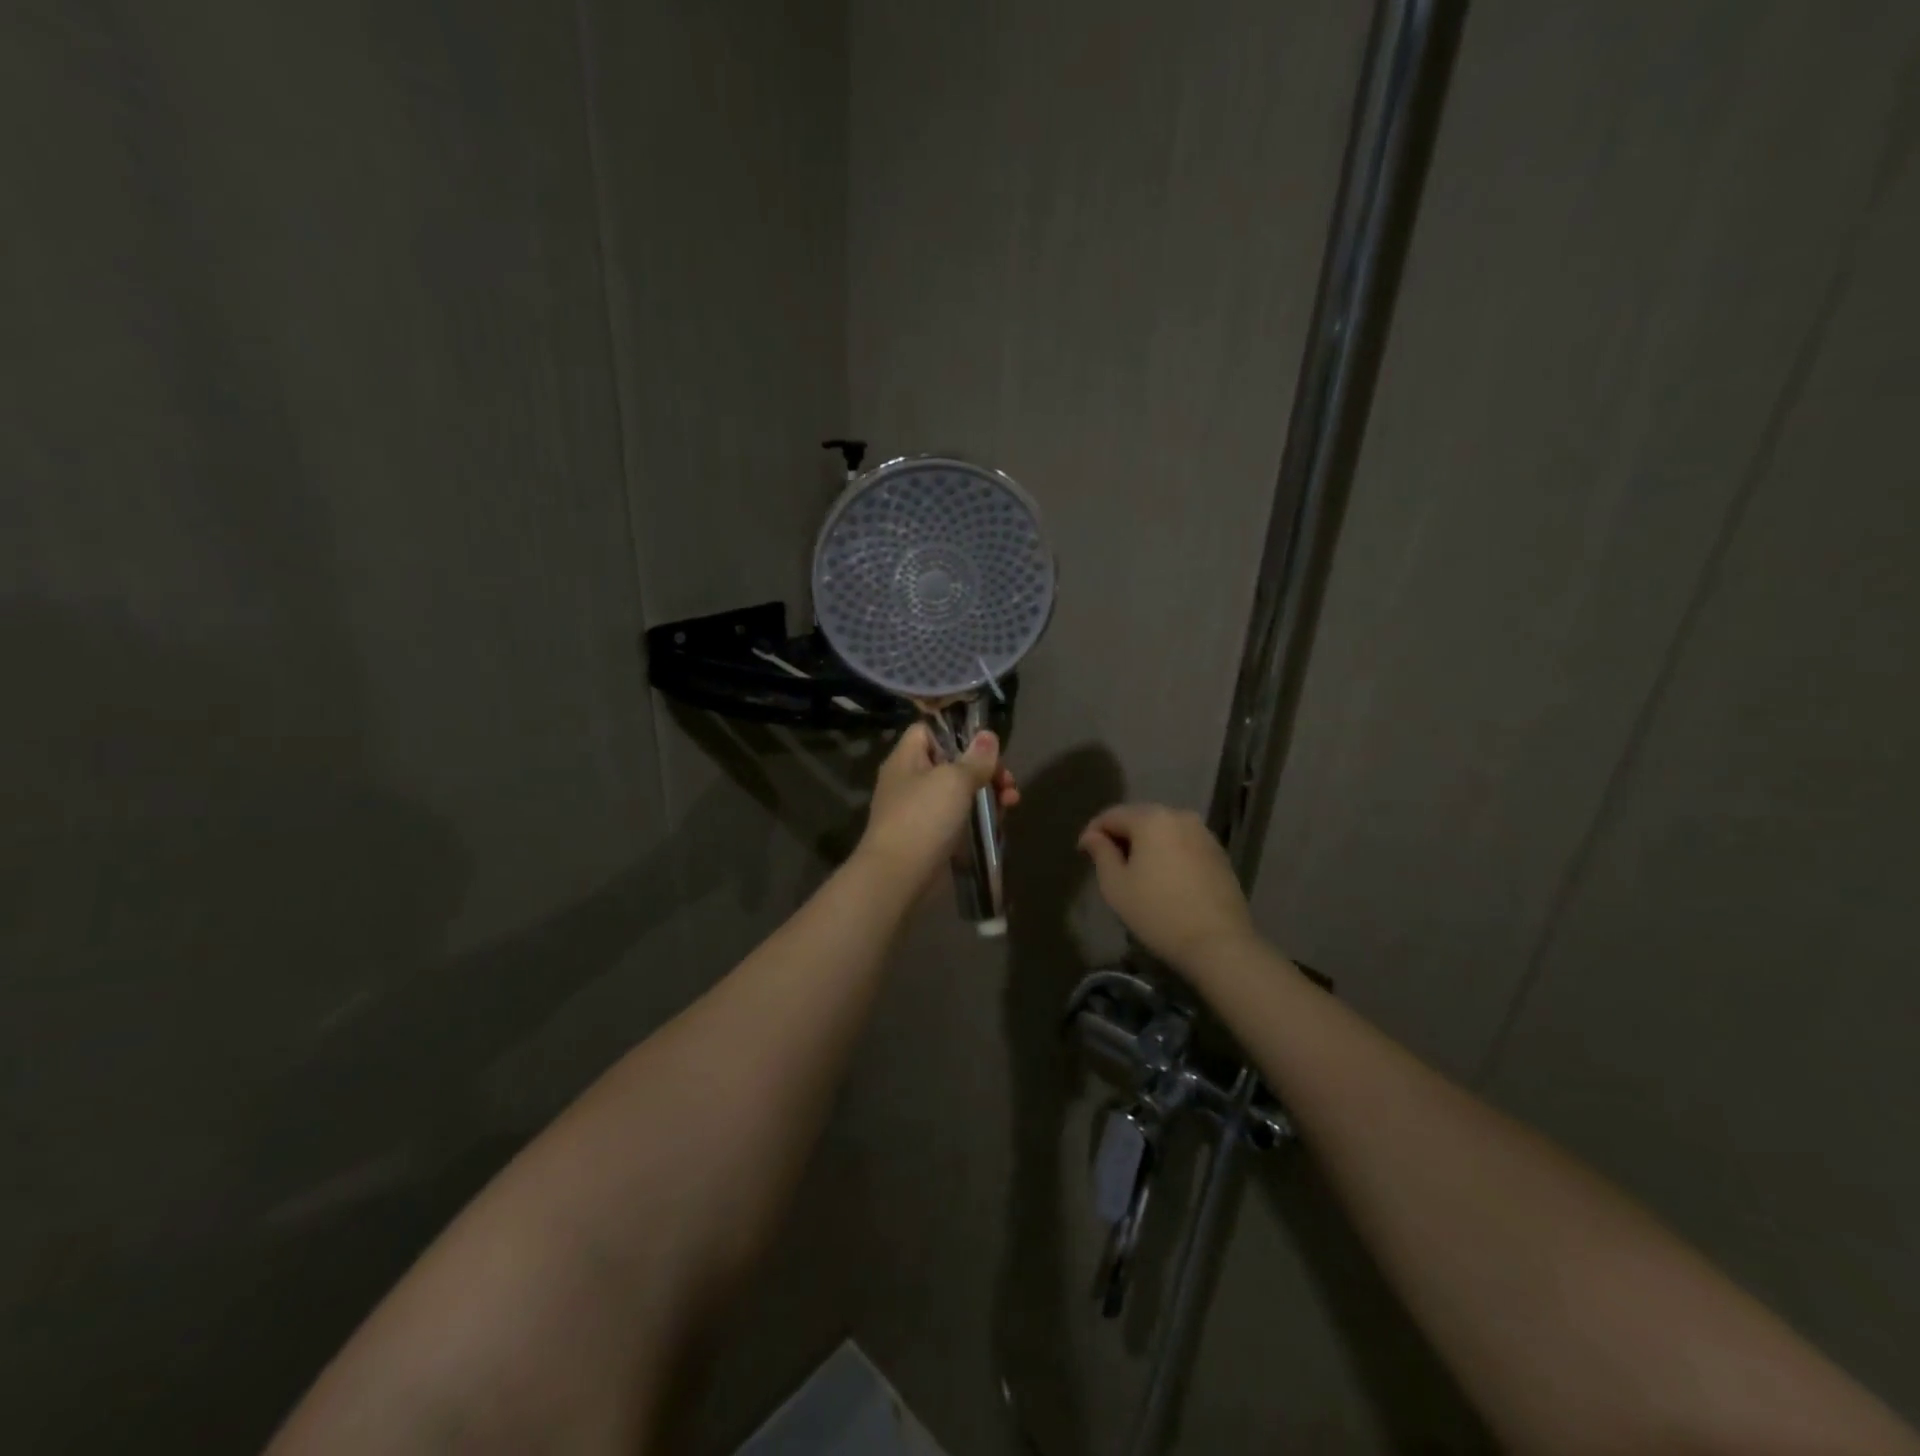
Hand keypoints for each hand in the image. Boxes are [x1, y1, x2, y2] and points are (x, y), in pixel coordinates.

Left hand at [855, 724, 1018, 889]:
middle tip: (1008, 781)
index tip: (986, 745)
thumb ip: (975, 758)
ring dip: (987, 793)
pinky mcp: (929, 837)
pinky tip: (998, 824)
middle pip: (951, 762)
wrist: (898, 877)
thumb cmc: (924, 818)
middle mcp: (909, 780)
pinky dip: (977, 818)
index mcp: (906, 758)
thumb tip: (987, 735)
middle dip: (984, 768)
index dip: (956, 732)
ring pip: (958, 792)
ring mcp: (918, 811)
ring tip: (1012, 802)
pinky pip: (957, 818)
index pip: (928, 730)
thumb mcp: (954, 780)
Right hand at [1078, 804, 1256, 967]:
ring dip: (1146, 845)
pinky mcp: (1219, 854)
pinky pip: (1183, 845)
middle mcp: (1180, 816)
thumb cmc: (1157, 912)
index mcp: (1151, 818)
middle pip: (1140, 819)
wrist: (1218, 943)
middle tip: (1107, 863)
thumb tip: (1092, 835)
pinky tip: (1163, 879)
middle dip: (1121, 836)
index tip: (1082, 853)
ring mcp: (1204, 834)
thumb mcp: (1116, 885)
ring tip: (1135, 872)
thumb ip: (1101, 853)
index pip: (1112, 815)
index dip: (1093, 832)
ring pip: (1163, 832)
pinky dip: (1168, 854)